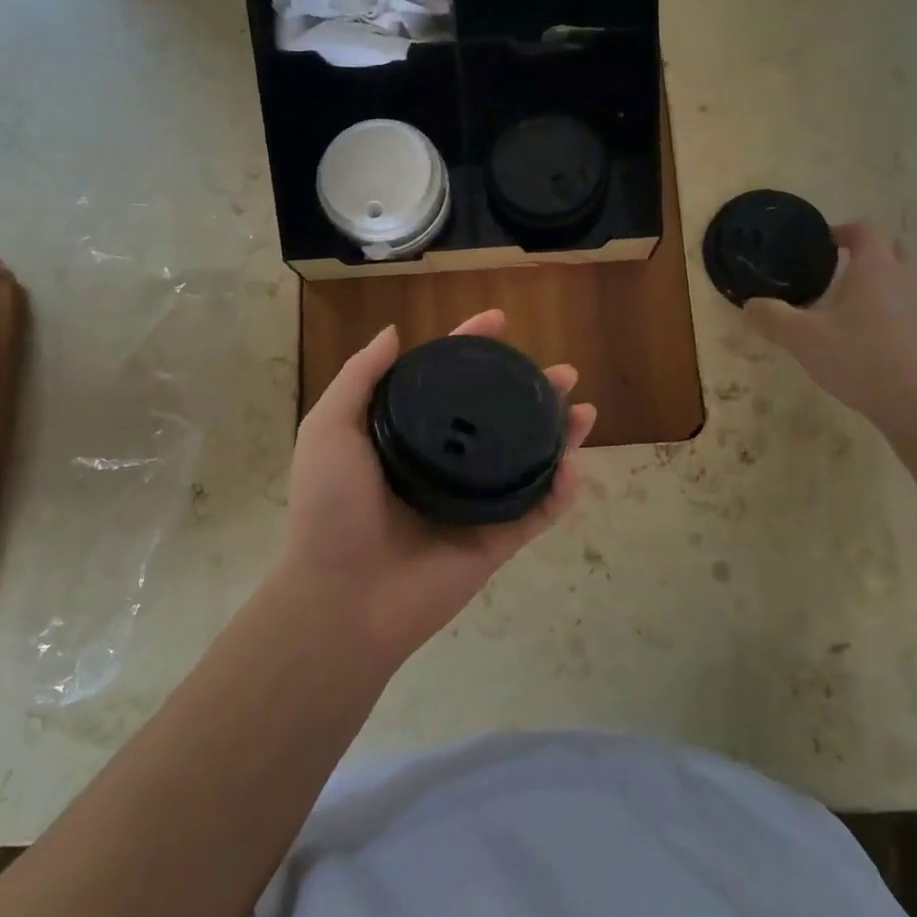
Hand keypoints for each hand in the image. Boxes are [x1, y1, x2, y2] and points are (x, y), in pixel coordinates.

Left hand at [276, 310, 596, 668]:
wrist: (342, 596)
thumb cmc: (331, 507)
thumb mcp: (331, 428)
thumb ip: (361, 377)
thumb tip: (395, 332)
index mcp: (409, 436)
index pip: (448, 382)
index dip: (473, 347)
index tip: (500, 320)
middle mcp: (445, 462)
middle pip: (498, 416)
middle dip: (533, 391)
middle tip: (563, 373)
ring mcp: (474, 502)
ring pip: (527, 460)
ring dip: (560, 435)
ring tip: (585, 410)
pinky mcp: (495, 540)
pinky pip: (537, 512)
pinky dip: (561, 492)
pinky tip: (574, 467)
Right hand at [743, 221, 916, 437]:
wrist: (913, 403)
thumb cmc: (856, 356)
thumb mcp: (801, 337)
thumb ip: (772, 317)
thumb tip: (750, 305)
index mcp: (874, 268)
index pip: (866, 229)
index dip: (842, 230)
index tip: (820, 244)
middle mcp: (902, 279)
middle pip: (891, 250)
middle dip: (865, 254)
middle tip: (835, 270)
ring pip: (901, 280)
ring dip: (877, 283)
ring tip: (845, 305)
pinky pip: (905, 308)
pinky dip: (886, 310)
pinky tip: (862, 335)